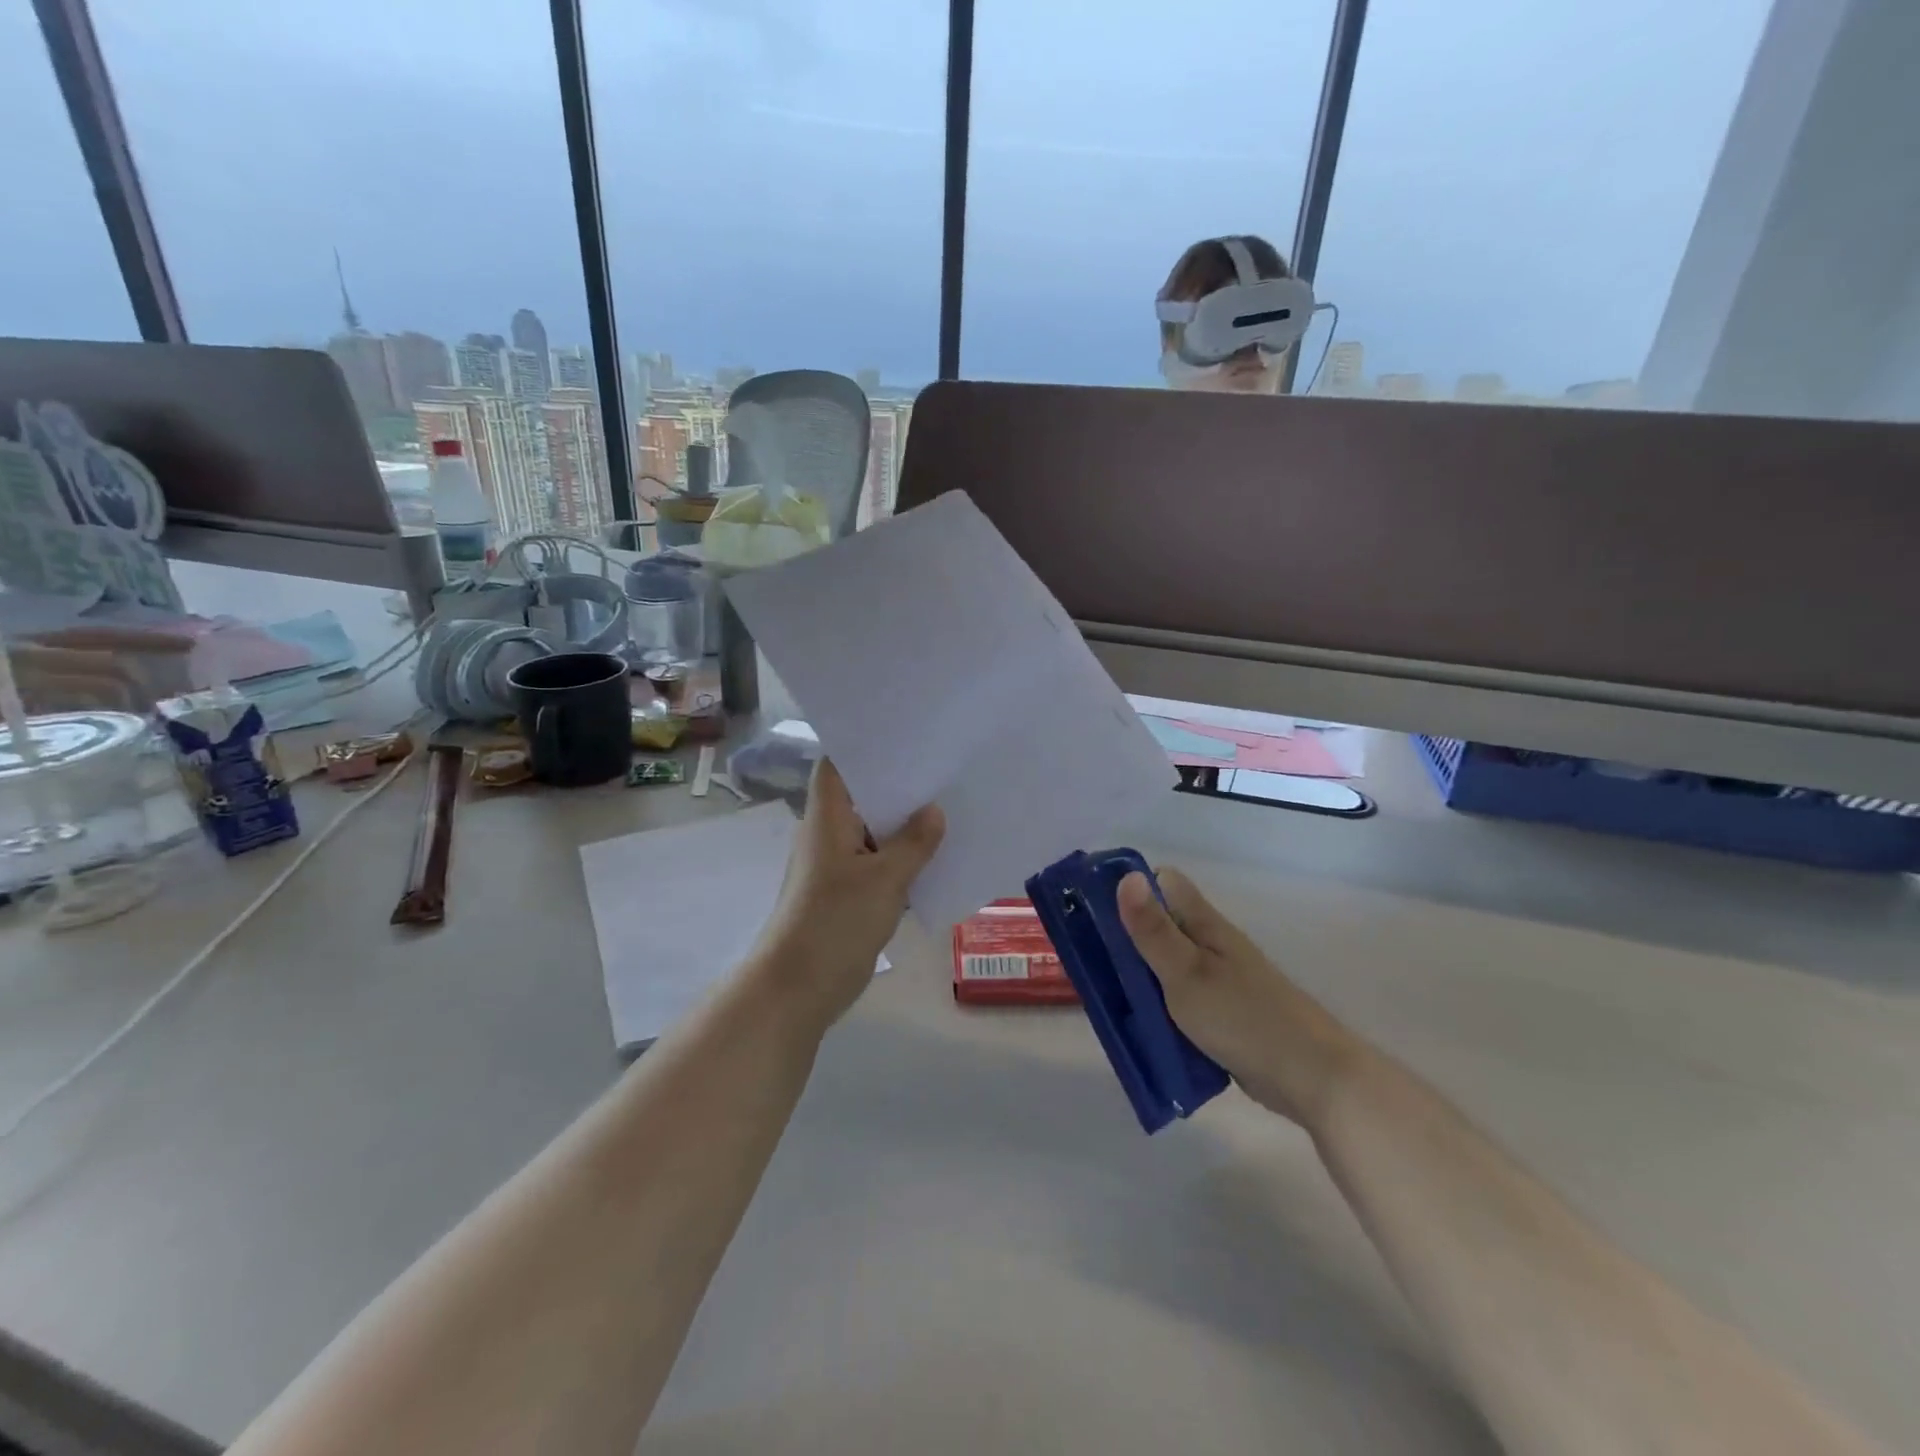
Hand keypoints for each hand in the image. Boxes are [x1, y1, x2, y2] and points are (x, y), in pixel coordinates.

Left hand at [750, 759, 943, 1029]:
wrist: (800, 987)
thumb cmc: (836, 921)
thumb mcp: (885, 878)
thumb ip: (914, 842)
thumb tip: (935, 811)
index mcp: (827, 817)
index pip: (839, 765)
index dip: (867, 746)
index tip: (907, 734)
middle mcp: (830, 833)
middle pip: (863, 796)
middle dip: (901, 785)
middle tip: (944, 766)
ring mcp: (839, 864)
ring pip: (876, 831)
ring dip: (906, 824)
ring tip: (951, 802)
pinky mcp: (850, 892)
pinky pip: (881, 862)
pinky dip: (904, 856)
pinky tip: (939, 852)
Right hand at [1117, 867, 1356, 1128]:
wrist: (1311, 1077)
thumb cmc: (1243, 1017)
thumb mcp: (1186, 972)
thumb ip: (1153, 929)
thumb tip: (1126, 876)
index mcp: (1203, 925)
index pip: (1163, 883)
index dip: (1129, 887)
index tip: (1092, 907)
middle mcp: (1210, 944)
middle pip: (1159, 924)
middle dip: (1124, 937)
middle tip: (1088, 959)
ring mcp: (1218, 980)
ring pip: (1166, 964)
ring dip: (1138, 976)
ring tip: (1103, 994)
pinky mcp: (1222, 1013)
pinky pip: (1178, 999)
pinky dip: (1158, 1007)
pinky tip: (1139, 1025)